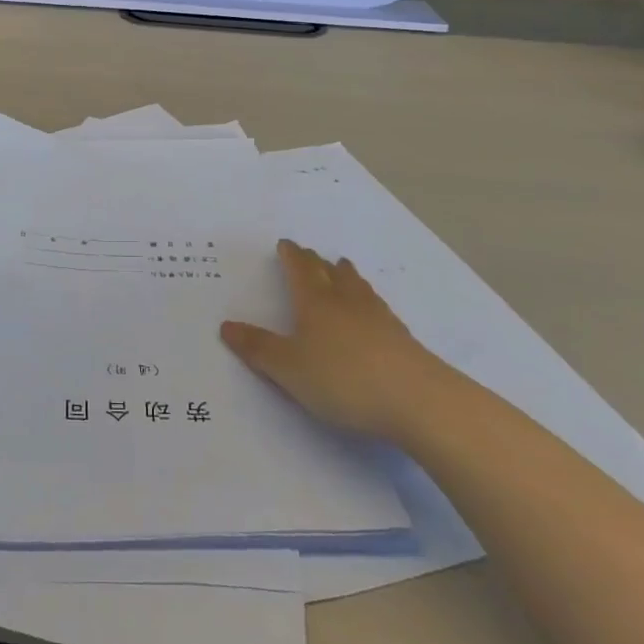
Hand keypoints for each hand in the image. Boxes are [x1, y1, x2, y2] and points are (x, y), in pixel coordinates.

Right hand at [220, 241, 448, 438]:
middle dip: (316, 262)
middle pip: (330, 272)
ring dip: (345, 275)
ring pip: (357, 286)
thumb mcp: (289, 369)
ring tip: (342, 268)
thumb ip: (258, 348)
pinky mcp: (401, 337)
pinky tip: (372, 311)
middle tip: (310, 254)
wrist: (417, 400)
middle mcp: (346, 300)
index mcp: (315, 302)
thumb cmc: (343, 379)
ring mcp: (378, 317)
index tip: (286, 244)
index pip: (300, 269)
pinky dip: (367, 300)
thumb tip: (226, 325)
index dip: (291, 255)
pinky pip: (377, 307)